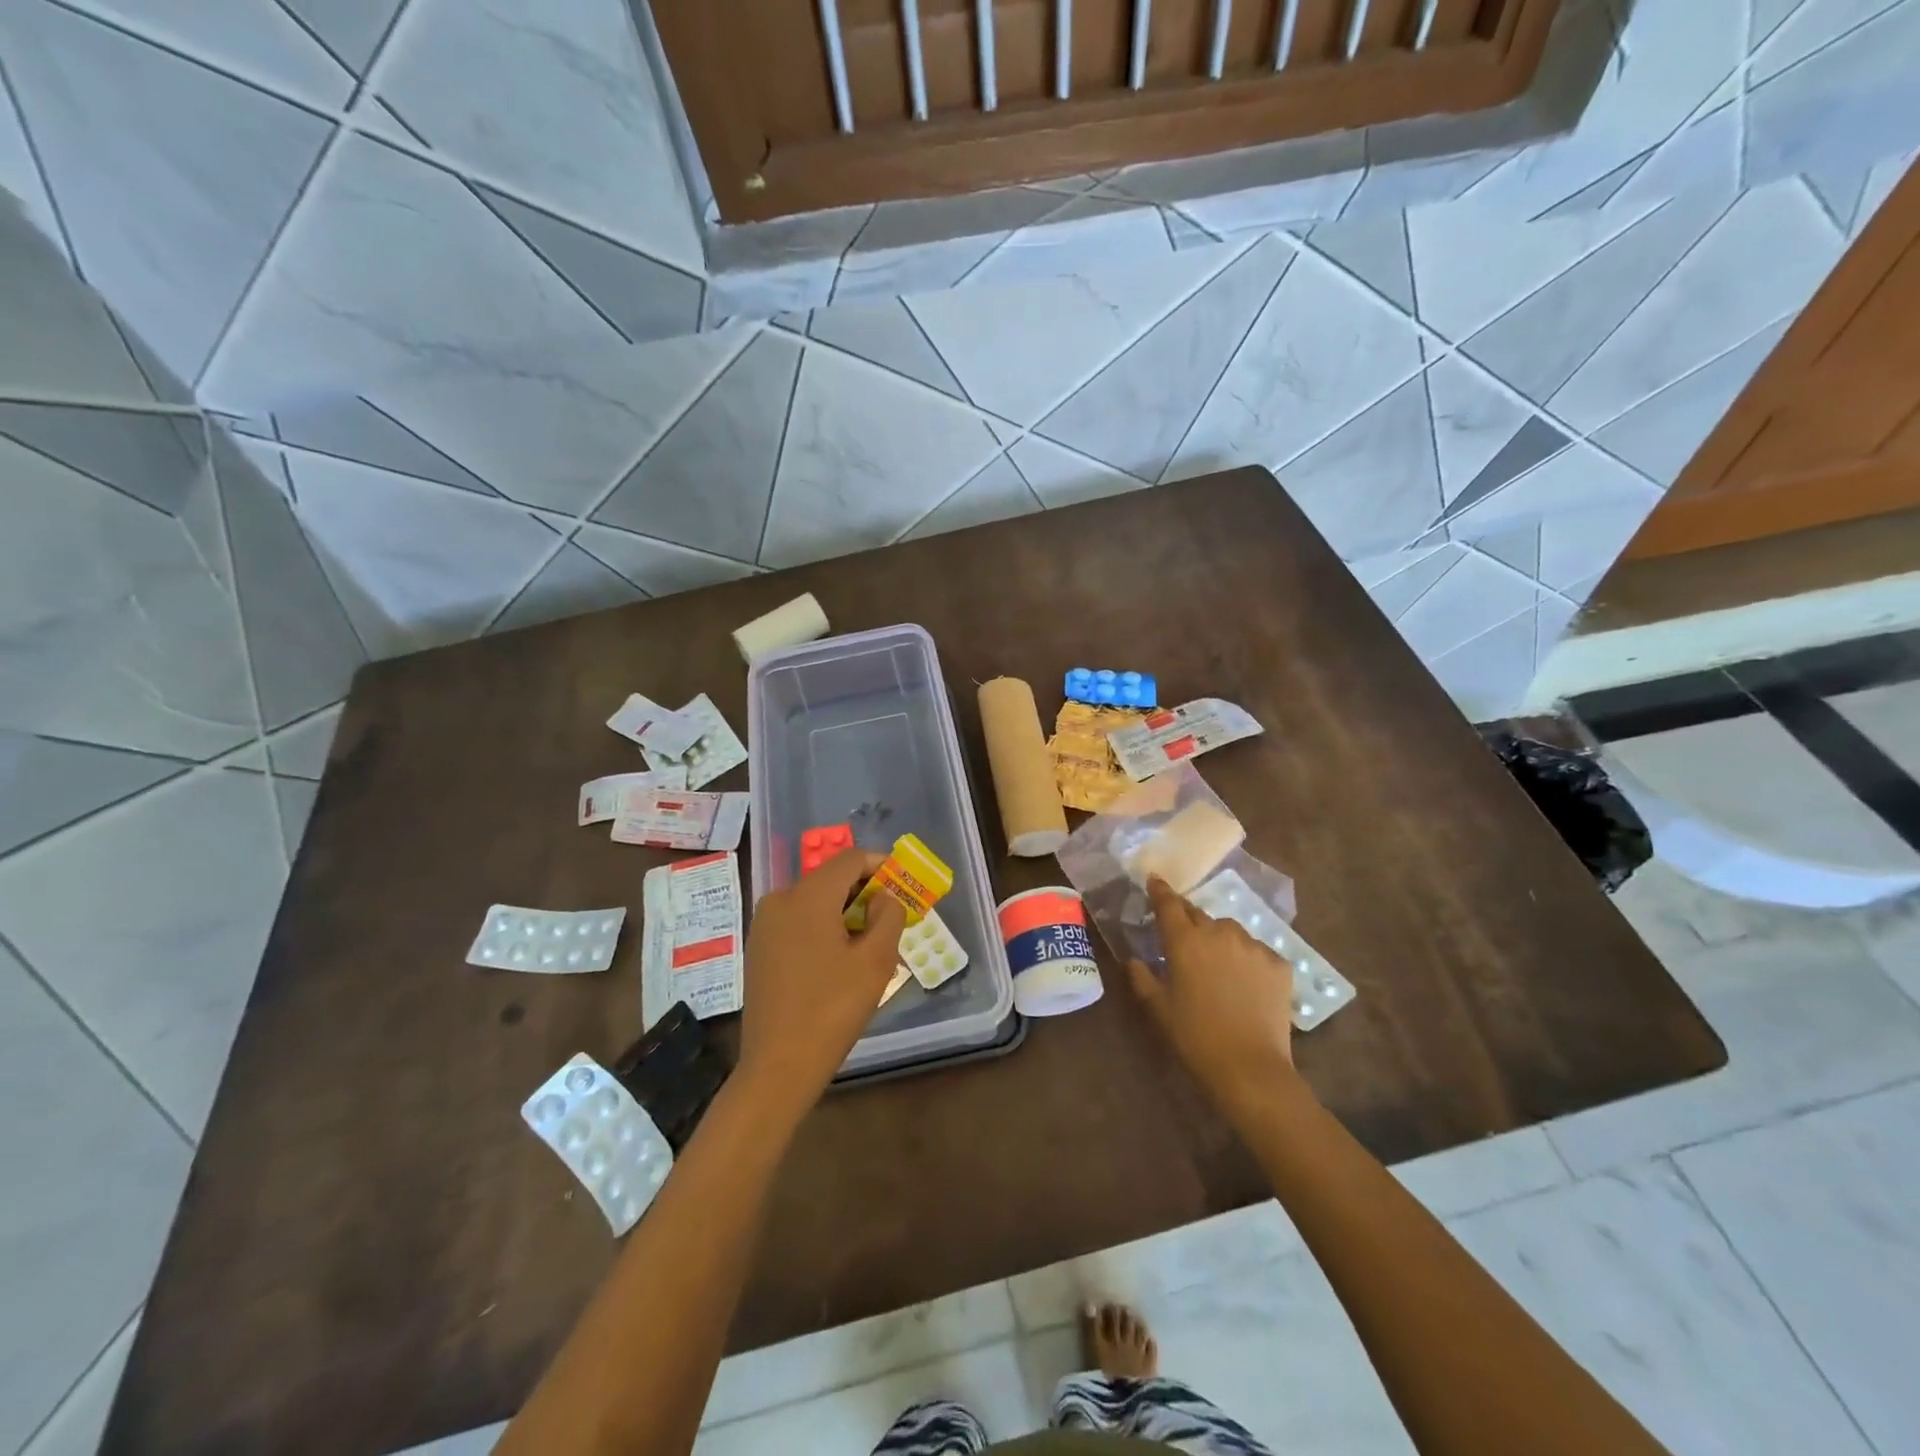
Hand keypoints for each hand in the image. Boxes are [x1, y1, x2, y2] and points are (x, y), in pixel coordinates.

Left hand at [737, 849, 905, 1108]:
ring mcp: (764, 925)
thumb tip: (885, 897)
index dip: (881, 865)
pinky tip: (839, 961)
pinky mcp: (759, 948)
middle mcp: (780, 900)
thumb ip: (889, 916)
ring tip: (870, 946)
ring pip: (814, 902)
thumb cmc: (832, 1010)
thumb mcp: (876, 961)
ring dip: (845, 913)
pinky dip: (823, 928)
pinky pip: (798, 922)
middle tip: (892, 921)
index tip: (904, 886)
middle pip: (831, 879)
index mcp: (807, 896)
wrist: (778, 1067)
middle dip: (864, 893)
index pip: (850, 859)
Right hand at [1129, 875, 1296, 1108]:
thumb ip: (1141, 977)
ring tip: (1218, 966)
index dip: (1160, 890)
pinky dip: (1248, 960)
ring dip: (1220, 940)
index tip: (1155, 880)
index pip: (1168, 904)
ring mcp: (1253, 946)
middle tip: (1184, 939)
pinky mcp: (1279, 964)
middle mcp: (1219, 933)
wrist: (1249, 1067)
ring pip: (1230, 932)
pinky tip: (1246, 984)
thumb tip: (1134, 960)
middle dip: (1189, 921)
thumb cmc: (1194, 1036)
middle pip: (1199, 915)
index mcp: (1184, 941)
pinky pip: (1257, 952)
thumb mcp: (1158, 1008)